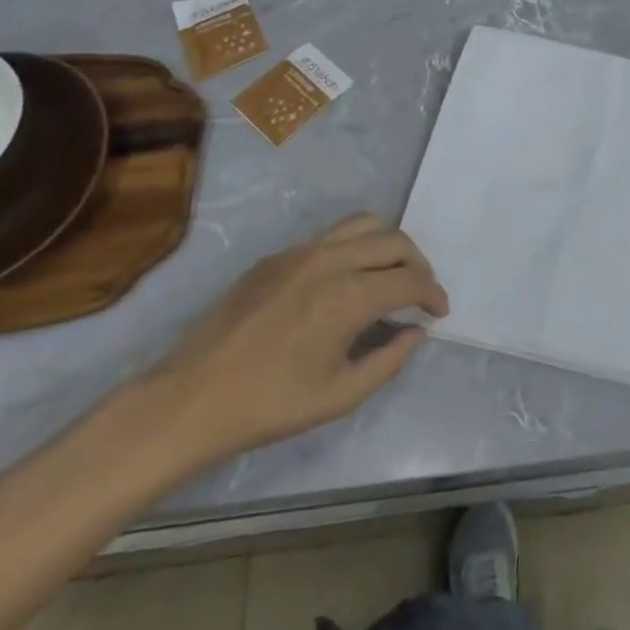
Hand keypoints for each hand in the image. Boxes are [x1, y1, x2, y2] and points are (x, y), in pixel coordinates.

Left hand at [143, 213, 448, 467]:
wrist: (190, 398)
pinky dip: (354, 248)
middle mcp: (331, 260)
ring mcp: (301, 252)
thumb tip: (416, 332)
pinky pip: (329, 237)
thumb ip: (389, 359)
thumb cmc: (270, 404)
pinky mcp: (276, 256)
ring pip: (363, 225)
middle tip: (421, 293)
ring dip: (388, 245)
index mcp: (350, 295)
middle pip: (394, 241)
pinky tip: (345, 281)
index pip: (410, 281)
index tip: (440, 312)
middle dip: (418, 265)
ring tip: (389, 274)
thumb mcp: (340, 395)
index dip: (433, 295)